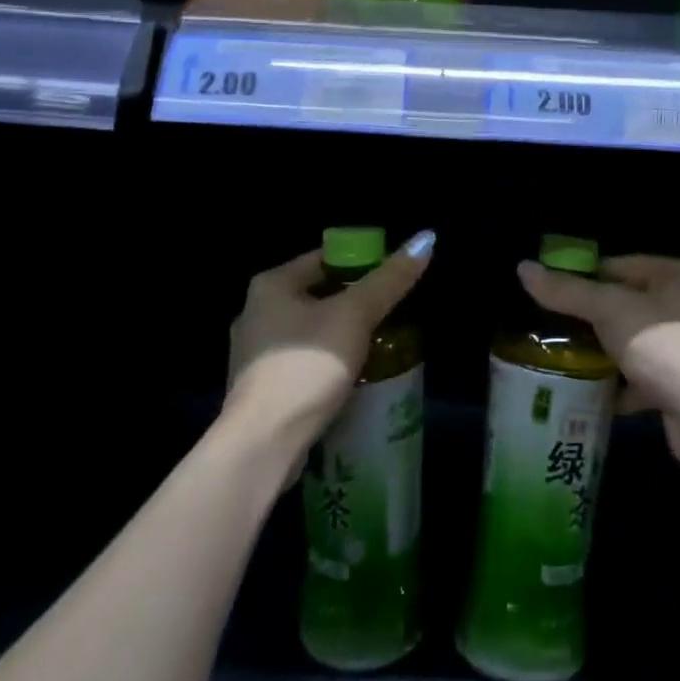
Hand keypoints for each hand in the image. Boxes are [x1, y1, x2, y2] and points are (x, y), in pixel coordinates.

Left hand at [224, 231, 434, 466]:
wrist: (262, 442)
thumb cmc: (306, 366)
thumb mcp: (355, 317)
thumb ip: (389, 280)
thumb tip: (426, 238)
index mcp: (272, 284)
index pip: (325, 257)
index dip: (363, 262)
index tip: (395, 277)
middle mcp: (255, 311)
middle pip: (318, 294)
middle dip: (355, 302)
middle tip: (394, 312)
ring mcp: (254, 352)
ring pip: (310, 330)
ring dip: (342, 335)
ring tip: (380, 345)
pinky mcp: (260, 386)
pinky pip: (302, 361)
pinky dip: (327, 362)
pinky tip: (353, 377)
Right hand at [516, 254, 679, 466]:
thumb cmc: (663, 345)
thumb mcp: (608, 310)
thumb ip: (567, 291)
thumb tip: (523, 267)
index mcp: (677, 274)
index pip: (617, 266)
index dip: (581, 278)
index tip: (548, 295)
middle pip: (623, 304)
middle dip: (589, 320)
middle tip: (549, 329)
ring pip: (630, 342)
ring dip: (601, 353)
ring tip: (560, 360)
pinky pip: (640, 376)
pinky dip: (617, 384)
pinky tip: (587, 393)